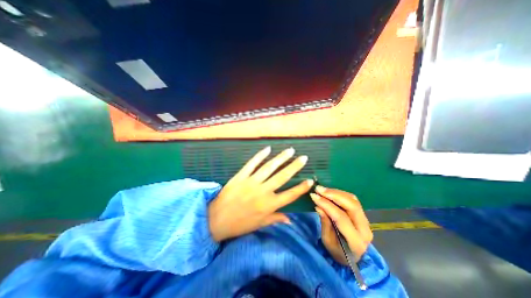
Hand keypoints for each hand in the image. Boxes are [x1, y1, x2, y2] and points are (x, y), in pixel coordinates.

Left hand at [208, 145, 314, 241]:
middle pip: (282, 176)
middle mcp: (263, 191)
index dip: (301, 188)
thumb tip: (290, 220)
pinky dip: (260, 155)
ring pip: (269, 167)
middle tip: (303, 157)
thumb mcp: (259, 224)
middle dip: (294, 166)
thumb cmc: (239, 224)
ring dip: (281, 158)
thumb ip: (275, 219)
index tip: (310, 180)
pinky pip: (252, 163)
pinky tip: (268, 149)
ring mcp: (251, 182)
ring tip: (290, 150)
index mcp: (269, 205)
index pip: (290, 195)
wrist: (216, 220)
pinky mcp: (241, 176)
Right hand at [312, 187, 372, 263]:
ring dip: (336, 192)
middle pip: (351, 205)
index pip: (341, 218)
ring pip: (353, 200)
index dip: (327, 205)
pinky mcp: (363, 214)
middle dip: (333, 194)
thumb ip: (325, 223)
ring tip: (322, 190)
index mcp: (356, 241)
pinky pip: (352, 199)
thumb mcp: (327, 241)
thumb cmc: (337, 252)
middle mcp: (365, 229)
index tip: (314, 196)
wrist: (353, 257)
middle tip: (318, 189)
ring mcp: (366, 220)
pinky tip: (330, 192)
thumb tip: (318, 206)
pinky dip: (340, 193)